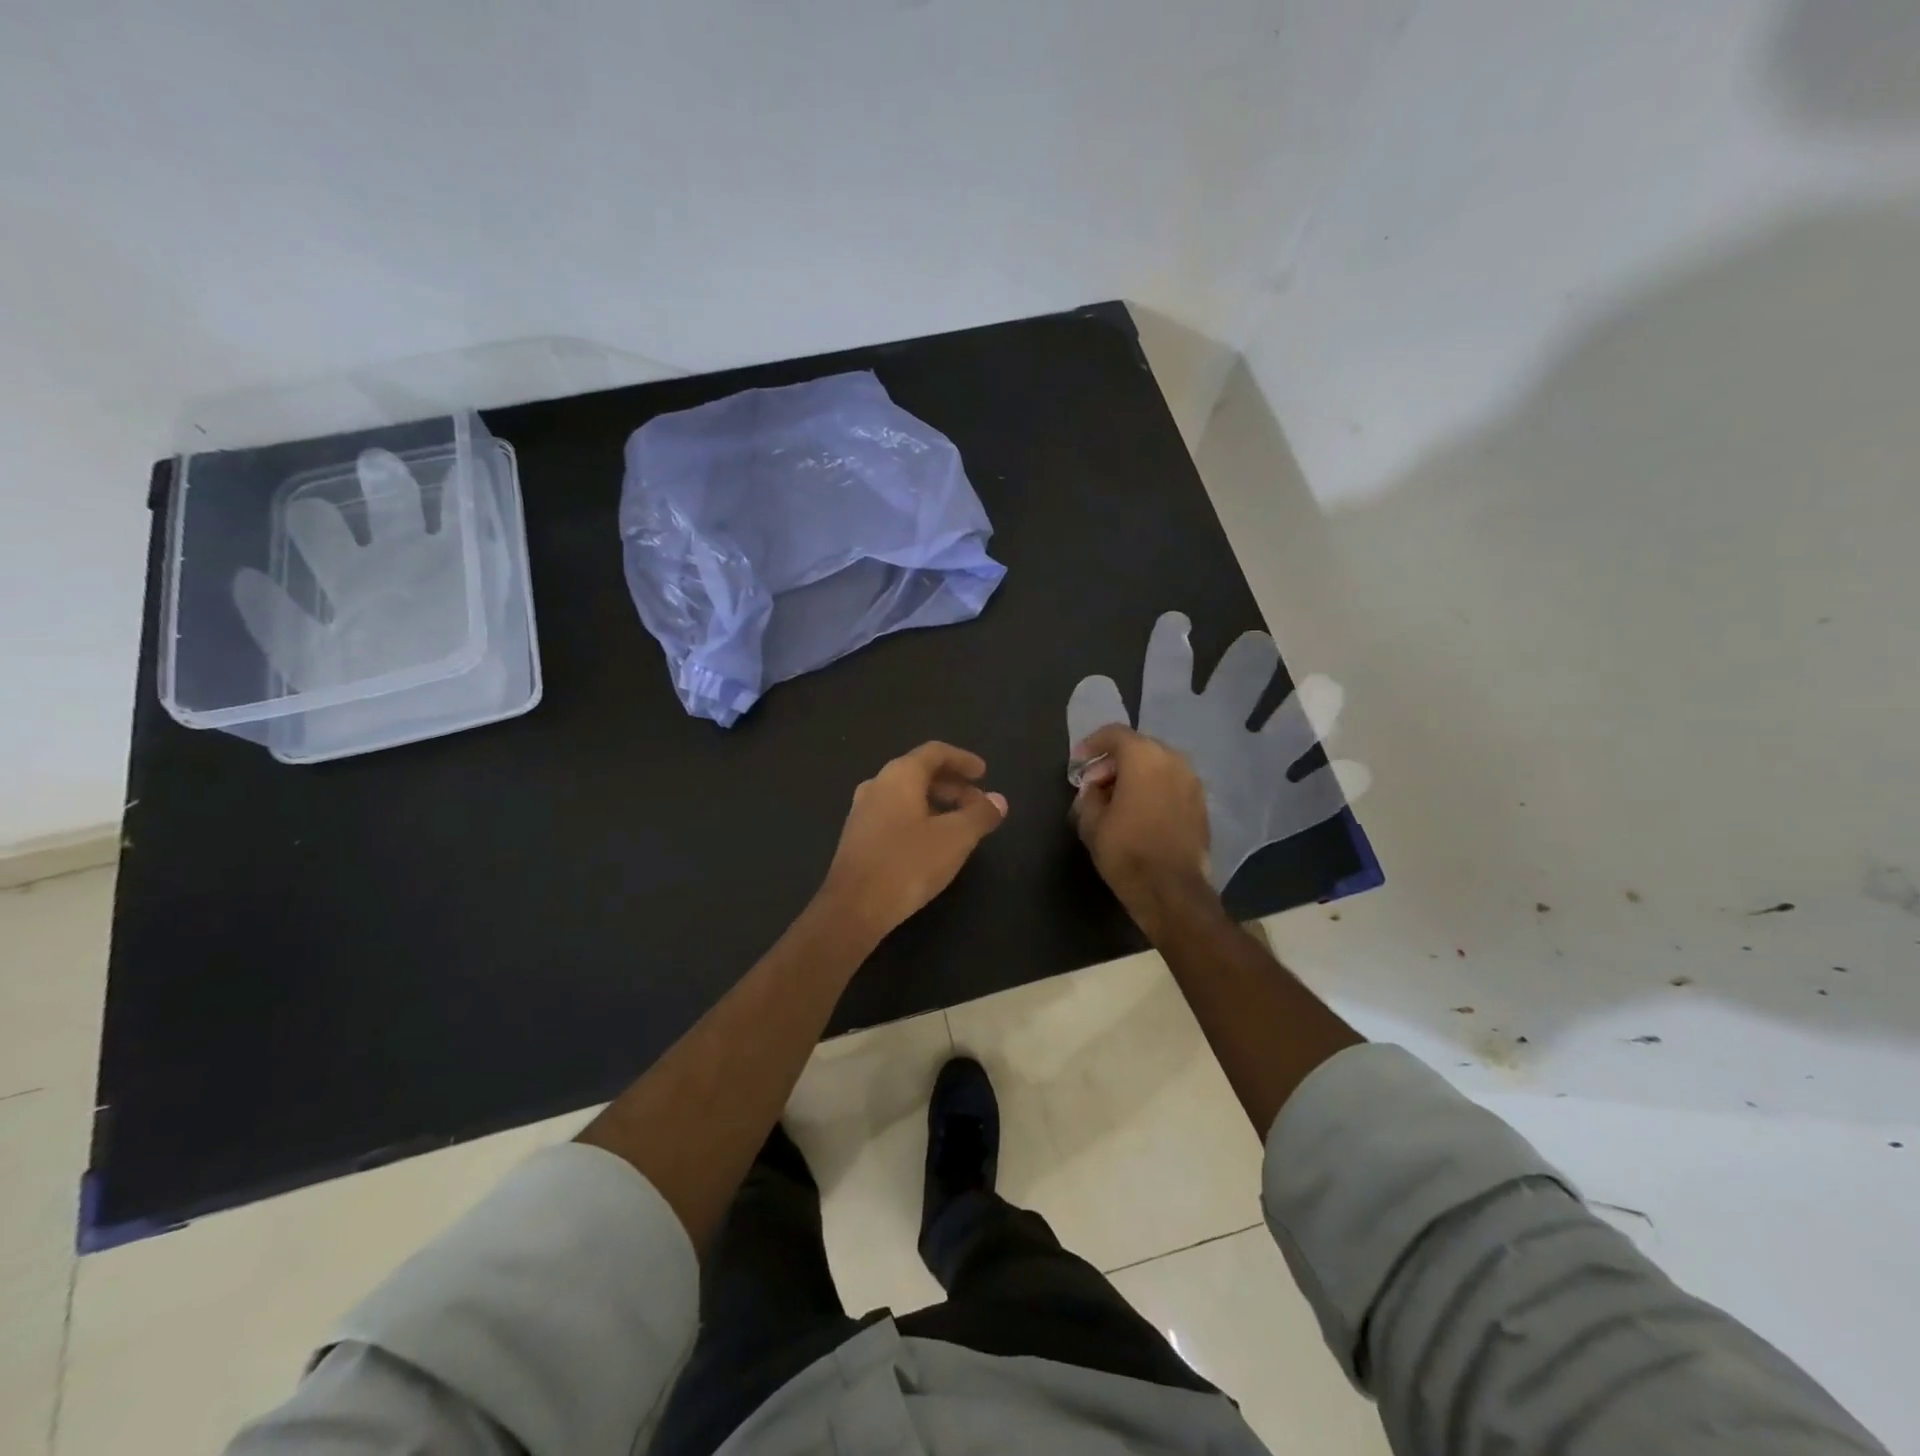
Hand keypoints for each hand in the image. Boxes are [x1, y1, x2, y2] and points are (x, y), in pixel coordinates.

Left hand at [819, 742, 1007, 940]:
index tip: (984, 773)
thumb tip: (999, 800)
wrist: (854, 908)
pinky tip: (932, 844)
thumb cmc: (908, 863)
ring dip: (937, 803)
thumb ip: (980, 814)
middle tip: (978, 804)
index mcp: (900, 775)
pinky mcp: (857, 837)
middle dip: (953, 785)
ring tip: (960, 825)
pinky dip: (919, 818)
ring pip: (906, 796)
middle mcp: (877, 785)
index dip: (963, 759)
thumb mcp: (955, 838)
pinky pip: (894, 814)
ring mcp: (862, 811)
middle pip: (920, 773)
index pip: (935, 752)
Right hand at [1071, 725, 1212, 915]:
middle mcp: (1173, 760)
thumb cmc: (1126, 851)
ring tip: (1116, 799)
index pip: (1114, 734)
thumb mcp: (1091, 822)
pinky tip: (1140, 812)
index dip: (1092, 744)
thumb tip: (1095, 788)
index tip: (1078, 762)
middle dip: (1114, 761)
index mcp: (1143, 757)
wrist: (1172, 890)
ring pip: (1157, 765)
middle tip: (1095, 783)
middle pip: (1138, 747)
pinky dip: (1154, 789)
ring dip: (1136, 775)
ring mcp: (1192, 782)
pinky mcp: (1201, 804)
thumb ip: (1089, 795)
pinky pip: (1172, 784)